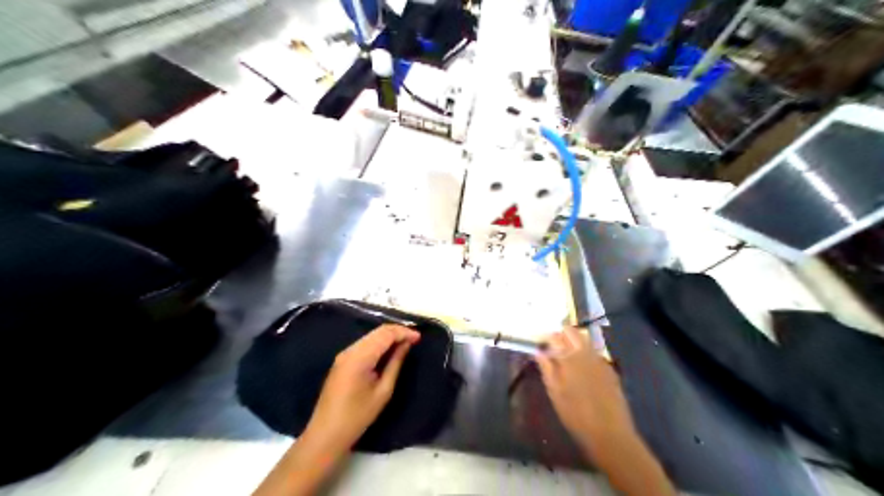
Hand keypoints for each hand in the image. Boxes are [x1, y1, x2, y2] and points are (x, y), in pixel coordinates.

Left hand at [305, 324, 419, 451]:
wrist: (326, 433)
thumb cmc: (358, 416)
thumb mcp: (383, 391)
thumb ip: (395, 364)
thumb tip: (406, 345)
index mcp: (359, 357)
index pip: (385, 334)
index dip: (403, 332)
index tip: (419, 338)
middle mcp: (350, 350)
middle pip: (377, 332)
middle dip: (397, 332)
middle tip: (415, 339)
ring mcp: (344, 354)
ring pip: (370, 336)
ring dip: (388, 336)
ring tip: (405, 343)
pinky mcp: (342, 360)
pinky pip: (364, 344)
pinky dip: (379, 343)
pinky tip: (389, 350)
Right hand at [532, 328, 636, 451]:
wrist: (610, 433)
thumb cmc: (575, 415)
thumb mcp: (555, 393)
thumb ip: (547, 369)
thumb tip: (538, 351)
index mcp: (569, 357)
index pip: (554, 337)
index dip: (545, 338)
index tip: (539, 344)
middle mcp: (585, 353)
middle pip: (572, 332)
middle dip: (561, 335)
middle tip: (552, 347)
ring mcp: (600, 359)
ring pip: (584, 340)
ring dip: (573, 342)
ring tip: (564, 357)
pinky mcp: (609, 369)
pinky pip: (594, 353)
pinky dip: (584, 354)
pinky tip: (581, 369)